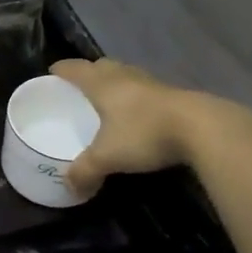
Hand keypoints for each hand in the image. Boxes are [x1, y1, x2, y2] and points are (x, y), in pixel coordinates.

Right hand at [52, 58, 224, 197]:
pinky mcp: (171, 95)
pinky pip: (143, 89)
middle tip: (77, 89)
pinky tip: (135, 113)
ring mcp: (150, 83)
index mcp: (102, 83)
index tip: (51, 73)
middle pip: (100, 66)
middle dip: (87, 74)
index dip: (61, 70)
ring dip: (113, 83)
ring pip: (124, 75)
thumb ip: (85, 170)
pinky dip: (133, 97)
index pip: (74, 69)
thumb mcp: (108, 157)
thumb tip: (68, 186)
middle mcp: (124, 76)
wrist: (201, 128)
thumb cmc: (144, 133)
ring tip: (106, 100)